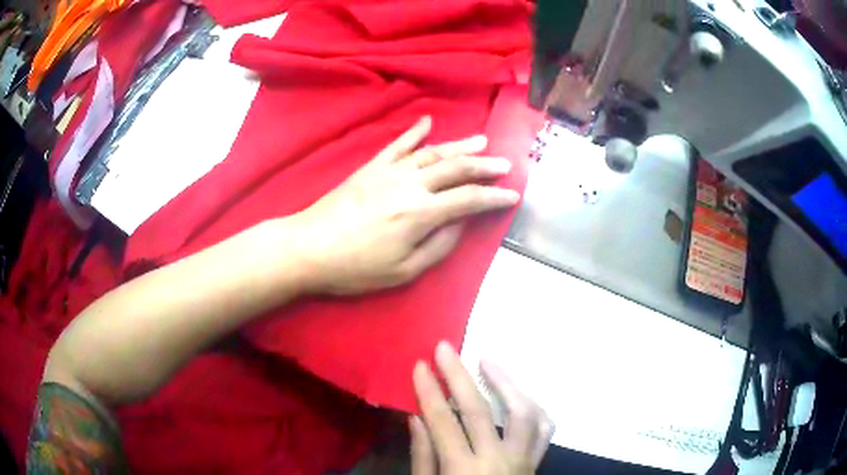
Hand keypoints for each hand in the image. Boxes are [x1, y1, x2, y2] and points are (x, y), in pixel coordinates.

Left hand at [290, 116, 519, 294]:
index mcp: (421, 214)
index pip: (469, 199)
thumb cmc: (356, 267)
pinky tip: (428, 122)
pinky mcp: (371, 167)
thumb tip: (462, 224)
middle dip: (484, 166)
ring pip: (432, 152)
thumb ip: (439, 245)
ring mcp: (389, 171)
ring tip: (481, 142)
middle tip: (505, 165)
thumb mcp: (404, 271)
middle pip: (456, 168)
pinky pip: (398, 145)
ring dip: (460, 146)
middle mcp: (410, 185)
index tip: (513, 195)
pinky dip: (415, 132)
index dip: (494, 197)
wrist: (309, 247)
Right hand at [411, 342, 553, 474]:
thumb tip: (418, 417)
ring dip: (505, 383)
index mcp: (464, 470)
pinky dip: (534, 407)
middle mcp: (498, 460)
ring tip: (487, 362)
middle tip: (445, 348)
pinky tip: (520, 395)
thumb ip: (423, 456)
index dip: (429, 391)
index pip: (444, 422)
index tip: (421, 365)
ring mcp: (522, 459)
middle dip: (458, 376)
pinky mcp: (536, 461)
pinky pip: (544, 428)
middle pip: (479, 410)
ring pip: (522, 412)